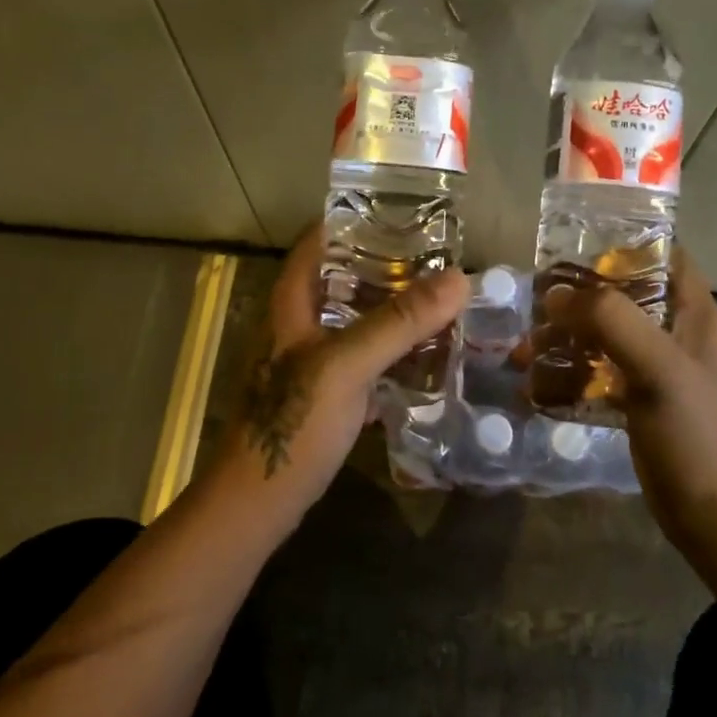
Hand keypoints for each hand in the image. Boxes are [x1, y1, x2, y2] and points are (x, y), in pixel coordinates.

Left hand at [216, 226, 469, 516]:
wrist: (258, 505)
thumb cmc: (294, 423)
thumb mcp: (347, 365)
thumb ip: (399, 322)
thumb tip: (459, 278)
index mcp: (293, 302)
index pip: (320, 241)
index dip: (355, 220)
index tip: (403, 211)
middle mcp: (300, 323)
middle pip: (344, 277)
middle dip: (388, 264)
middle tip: (437, 257)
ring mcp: (312, 360)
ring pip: (357, 319)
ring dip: (393, 308)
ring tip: (440, 299)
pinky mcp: (326, 394)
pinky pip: (365, 358)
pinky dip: (392, 350)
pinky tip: (426, 353)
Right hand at [540, 251, 716, 558]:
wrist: (715, 518)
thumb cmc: (695, 433)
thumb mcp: (658, 367)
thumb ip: (612, 321)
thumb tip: (556, 296)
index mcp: (691, 311)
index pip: (662, 254)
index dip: (622, 243)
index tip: (574, 246)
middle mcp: (674, 331)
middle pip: (621, 293)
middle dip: (577, 296)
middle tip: (534, 303)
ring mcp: (655, 367)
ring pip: (603, 334)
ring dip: (564, 338)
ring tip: (523, 353)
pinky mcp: (637, 399)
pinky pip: (597, 372)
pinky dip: (568, 373)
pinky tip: (535, 388)